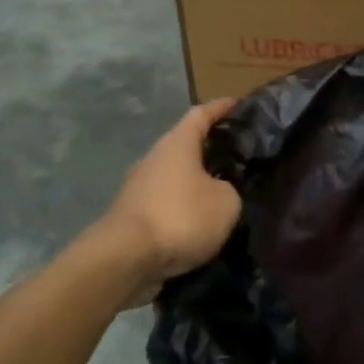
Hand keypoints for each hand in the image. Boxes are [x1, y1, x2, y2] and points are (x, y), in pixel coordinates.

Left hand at [104, 100, 241, 291]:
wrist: (125, 259)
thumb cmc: (180, 217)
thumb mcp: (225, 203)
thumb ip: (229, 189)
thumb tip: (219, 191)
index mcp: (177, 144)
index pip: (201, 115)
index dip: (220, 108)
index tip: (237, 104)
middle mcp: (154, 158)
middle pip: (184, 145)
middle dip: (209, 149)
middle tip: (236, 156)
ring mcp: (138, 188)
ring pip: (174, 177)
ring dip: (195, 183)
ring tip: (222, 194)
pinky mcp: (132, 216)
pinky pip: (165, 204)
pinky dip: (183, 209)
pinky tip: (199, 224)